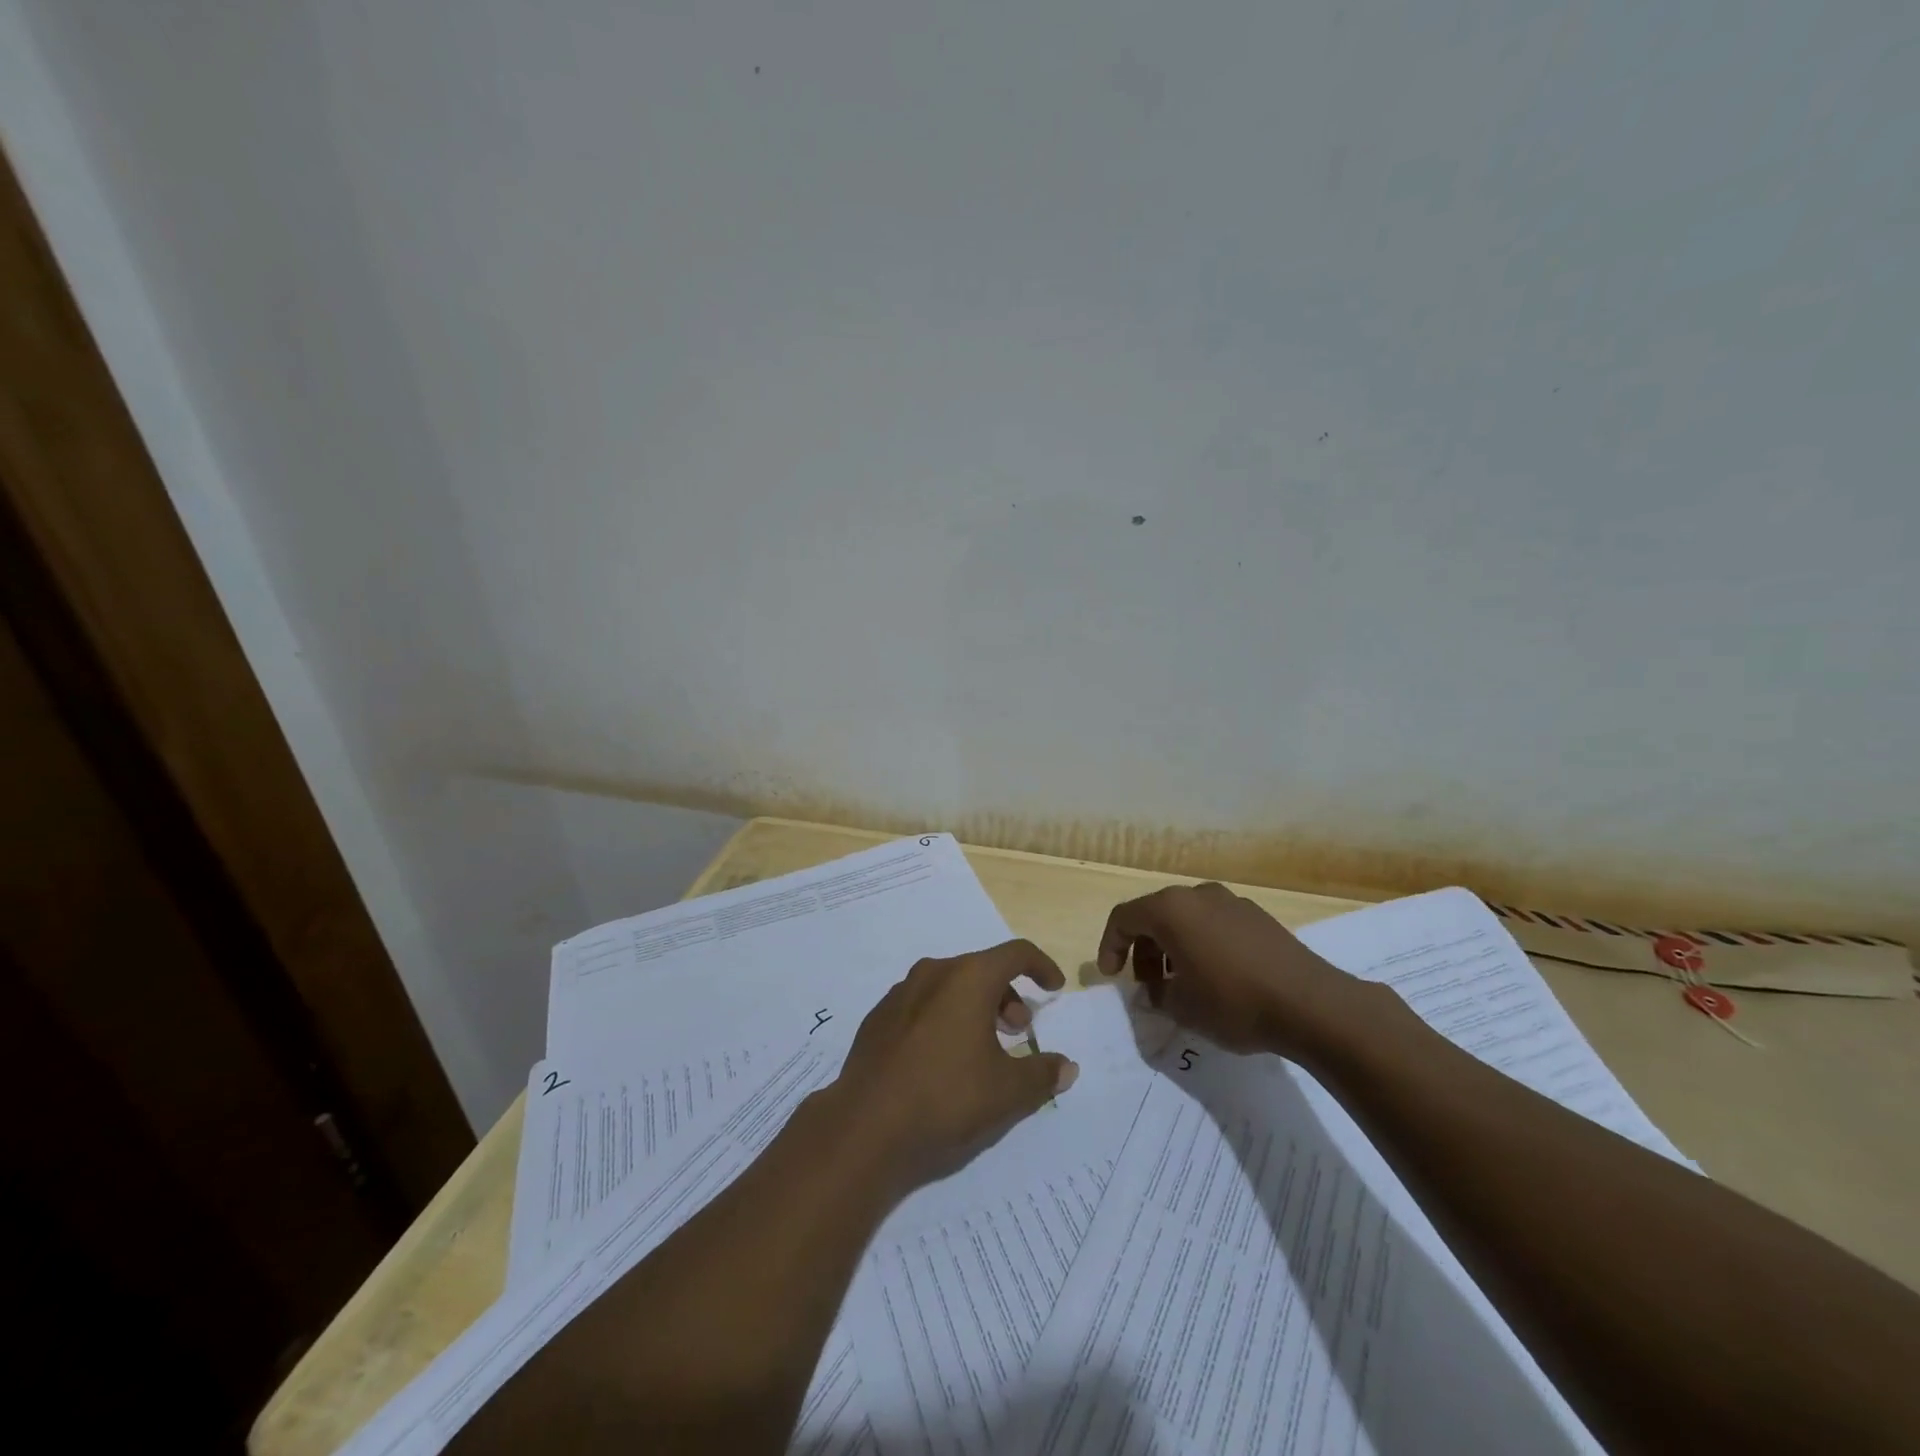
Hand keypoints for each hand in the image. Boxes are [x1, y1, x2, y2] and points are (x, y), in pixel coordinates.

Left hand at [831, 940, 1078, 1193]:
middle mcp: (933, 973)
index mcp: (968, 978)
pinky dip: (943, 1019)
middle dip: (1007, 995)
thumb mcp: (1007, 1093)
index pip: (1016, 953)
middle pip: (981, 969)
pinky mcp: (878, 1018)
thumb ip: (1042, 1074)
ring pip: (949, 986)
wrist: (865, 1127)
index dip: (1041, 967)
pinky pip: (922, 1005)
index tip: (1054, 989)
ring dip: (974, 1007)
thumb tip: (1066, 1066)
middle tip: (1017, 1030)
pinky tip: (942, 1060)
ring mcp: (900, 993)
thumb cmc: (946, 1098)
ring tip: (982, 1048)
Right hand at [1096, 882, 1369, 1059]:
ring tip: (1181, 984)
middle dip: (1144, 949)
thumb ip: (1157, 995)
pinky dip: (1202, 944)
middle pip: (1155, 915)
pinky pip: (1214, 924)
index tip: (1113, 977)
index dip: (1110, 946)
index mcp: (1171, 909)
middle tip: (1148, 985)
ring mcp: (1231, 902)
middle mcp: (1198, 895)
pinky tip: (1215, 978)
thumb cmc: (1233, 1002)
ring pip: (1187, 919)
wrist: (1312, 1005)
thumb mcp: (1182, 1007)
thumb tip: (1154, 991)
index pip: (1124, 918)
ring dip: (1173, 947)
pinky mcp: (1258, 917)